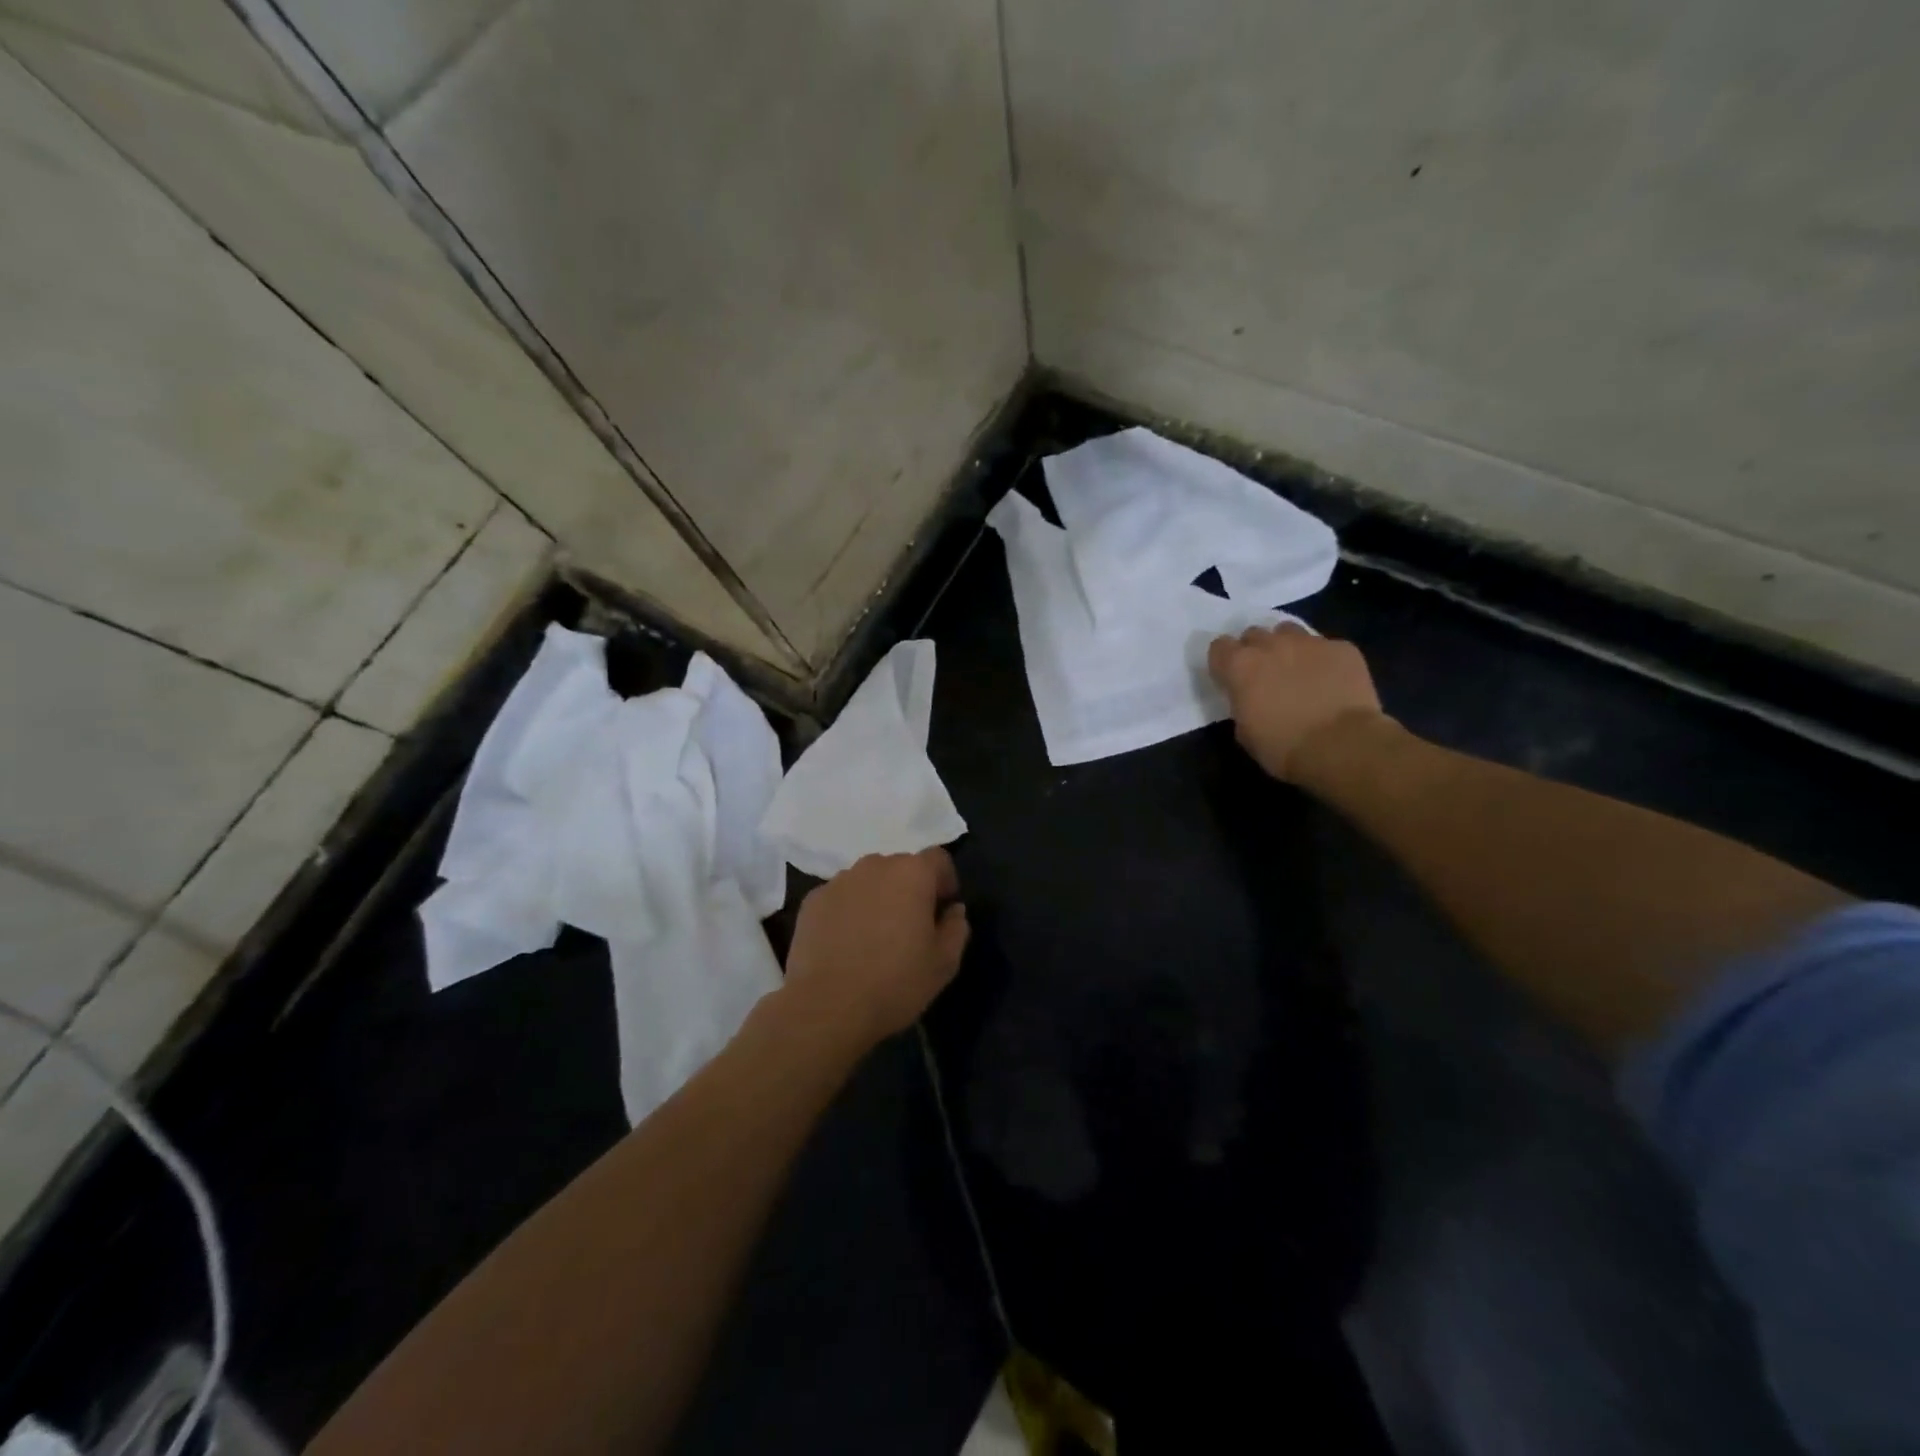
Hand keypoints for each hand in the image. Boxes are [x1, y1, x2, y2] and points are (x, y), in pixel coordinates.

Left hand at [780, 848, 969, 1049]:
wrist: (826, 1007)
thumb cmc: (895, 983)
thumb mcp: (944, 963)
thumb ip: (956, 928)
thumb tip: (952, 911)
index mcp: (912, 873)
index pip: (938, 859)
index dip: (945, 881)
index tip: (942, 911)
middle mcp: (874, 866)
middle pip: (900, 867)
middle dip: (909, 889)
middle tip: (909, 927)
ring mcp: (838, 881)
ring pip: (868, 881)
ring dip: (877, 898)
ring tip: (874, 937)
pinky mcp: (811, 900)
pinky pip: (840, 897)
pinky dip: (848, 911)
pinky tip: (846, 944)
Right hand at [1207, 624, 1384, 781]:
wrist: (1341, 746)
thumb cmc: (1283, 747)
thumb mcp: (1245, 731)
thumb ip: (1242, 703)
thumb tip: (1251, 698)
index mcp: (1240, 666)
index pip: (1219, 647)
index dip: (1224, 662)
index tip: (1231, 679)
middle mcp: (1270, 645)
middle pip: (1254, 634)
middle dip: (1255, 651)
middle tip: (1265, 676)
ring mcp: (1309, 642)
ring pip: (1289, 632)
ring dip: (1287, 647)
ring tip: (1298, 671)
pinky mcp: (1342, 648)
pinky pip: (1326, 646)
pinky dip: (1324, 660)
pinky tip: (1331, 682)